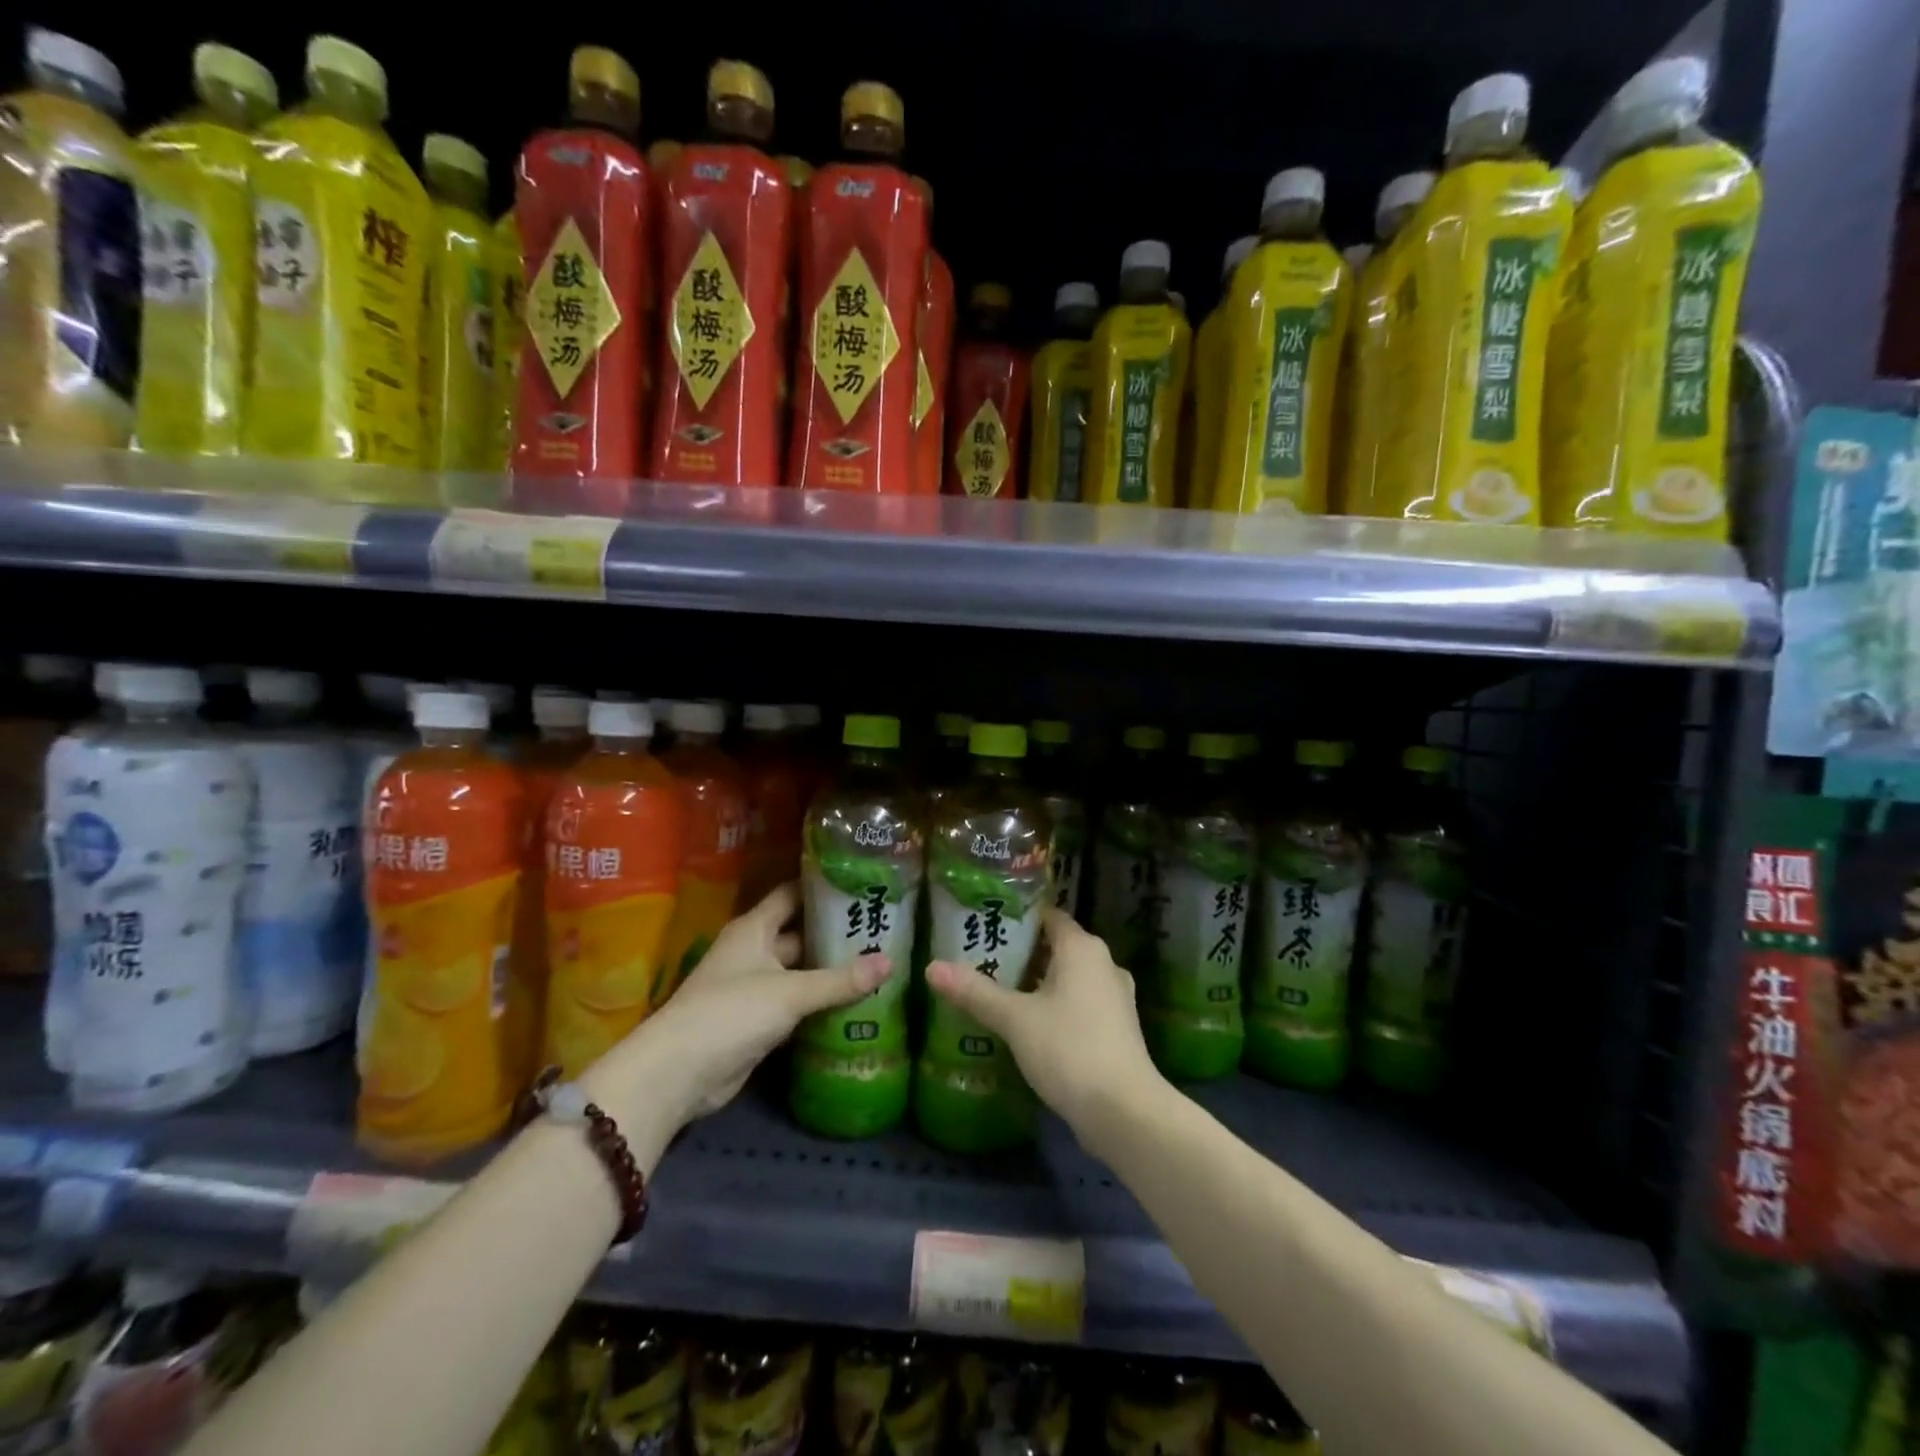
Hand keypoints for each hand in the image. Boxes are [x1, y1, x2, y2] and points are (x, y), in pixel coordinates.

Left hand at [615, 883, 887, 1122]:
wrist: (679, 1073)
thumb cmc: (731, 1012)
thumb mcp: (790, 992)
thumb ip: (840, 980)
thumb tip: (891, 962)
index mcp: (755, 928)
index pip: (792, 894)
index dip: (823, 887)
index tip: (861, 882)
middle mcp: (754, 951)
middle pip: (800, 933)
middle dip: (835, 932)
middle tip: (882, 928)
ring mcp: (755, 987)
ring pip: (800, 970)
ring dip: (831, 969)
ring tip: (878, 961)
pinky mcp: (758, 1020)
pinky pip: (796, 1002)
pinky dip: (820, 1001)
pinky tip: (854, 1001)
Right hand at [926, 911, 1164, 1142]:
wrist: (1124, 1112)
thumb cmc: (1069, 1049)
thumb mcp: (1015, 1019)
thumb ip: (975, 992)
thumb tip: (931, 967)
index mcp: (1083, 948)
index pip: (1049, 916)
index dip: (1019, 918)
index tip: (988, 925)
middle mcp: (1104, 964)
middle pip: (1058, 947)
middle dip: (1024, 953)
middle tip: (984, 960)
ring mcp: (1116, 998)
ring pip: (1071, 978)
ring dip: (1040, 983)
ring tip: (1001, 992)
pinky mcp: (1118, 1029)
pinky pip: (1081, 1003)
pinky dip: (1057, 1006)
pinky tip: (1031, 1026)